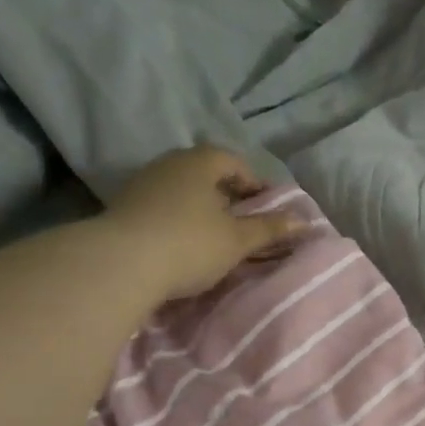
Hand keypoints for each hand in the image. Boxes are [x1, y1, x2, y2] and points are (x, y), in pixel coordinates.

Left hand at [104, 146, 302, 301]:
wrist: (121, 263)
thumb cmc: (190, 244)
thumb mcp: (237, 240)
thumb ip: (269, 229)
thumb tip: (303, 221)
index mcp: (200, 162)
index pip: (234, 161)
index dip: (254, 183)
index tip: (266, 208)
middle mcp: (170, 163)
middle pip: (205, 173)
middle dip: (227, 195)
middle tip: (242, 222)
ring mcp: (143, 183)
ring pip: (182, 190)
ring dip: (200, 208)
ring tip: (214, 236)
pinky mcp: (124, 207)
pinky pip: (162, 206)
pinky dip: (177, 219)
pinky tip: (183, 244)